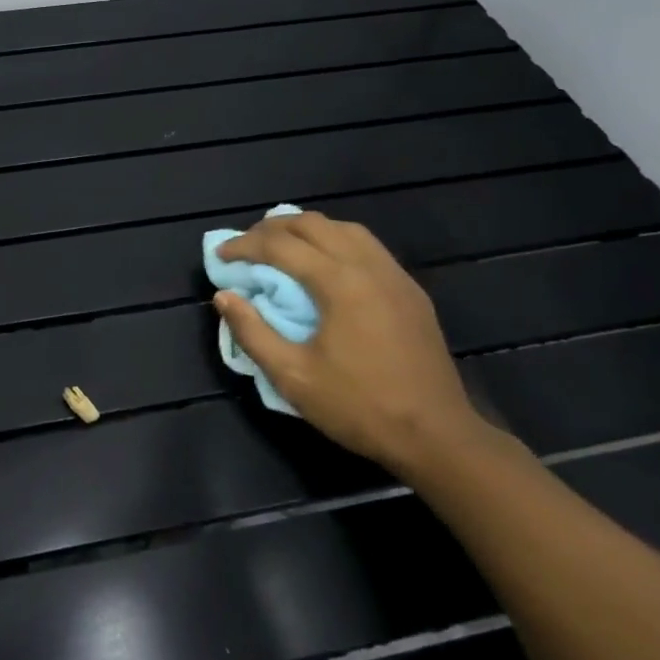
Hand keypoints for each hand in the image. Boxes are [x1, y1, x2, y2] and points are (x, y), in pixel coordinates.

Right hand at [213, 212, 489, 475]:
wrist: (438, 436)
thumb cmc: (359, 407)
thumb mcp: (292, 376)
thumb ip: (252, 332)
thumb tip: (224, 296)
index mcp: (339, 282)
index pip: (280, 245)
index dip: (244, 245)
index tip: (220, 255)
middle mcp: (368, 266)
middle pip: (313, 224)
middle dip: (272, 228)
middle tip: (246, 246)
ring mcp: (395, 276)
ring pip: (344, 228)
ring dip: (307, 229)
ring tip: (282, 246)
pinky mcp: (410, 291)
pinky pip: (367, 246)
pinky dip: (335, 241)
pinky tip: (325, 264)